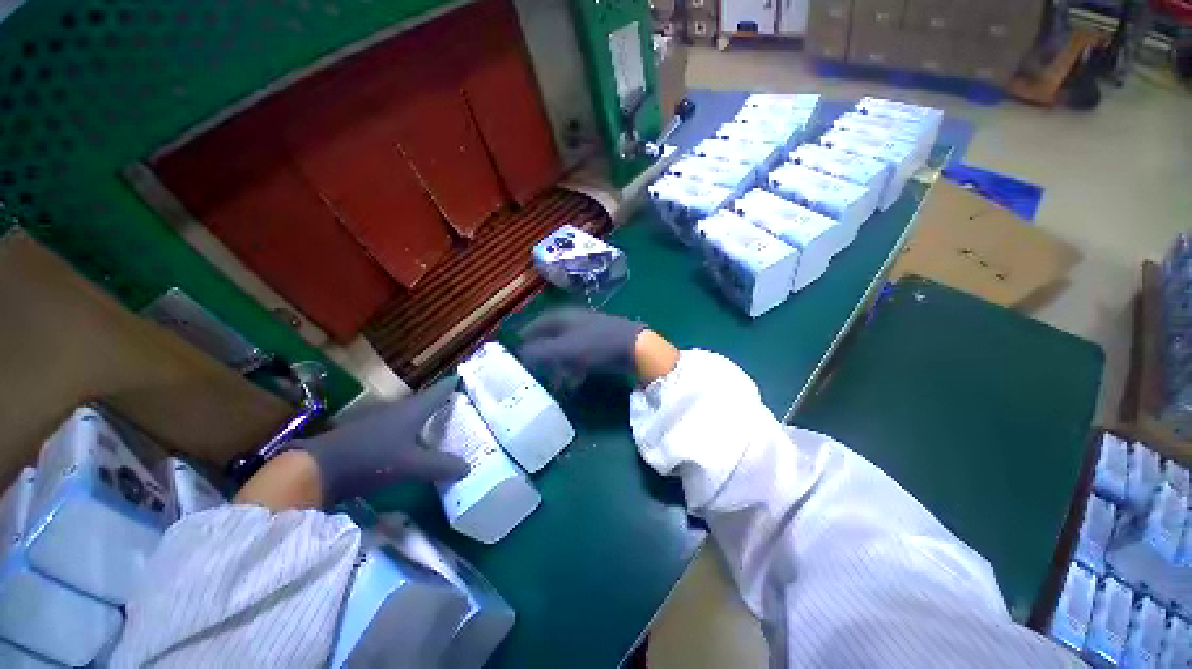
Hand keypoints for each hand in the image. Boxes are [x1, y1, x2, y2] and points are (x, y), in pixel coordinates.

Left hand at [297, 376, 469, 504]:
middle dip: (445, 405)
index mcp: (413, 409)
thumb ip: (440, 466)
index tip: (466, 378)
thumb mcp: (410, 464)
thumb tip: (468, 467)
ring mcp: (382, 422)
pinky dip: (415, 435)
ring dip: (429, 421)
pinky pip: (402, 430)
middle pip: (428, 403)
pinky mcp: (370, 437)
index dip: (453, 384)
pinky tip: (418, 447)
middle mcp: (400, 410)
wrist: (316, 469)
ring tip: (446, 430)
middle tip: (465, 410)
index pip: (439, 391)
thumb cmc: (370, 458)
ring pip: (414, 417)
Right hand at [516, 308, 645, 390]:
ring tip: (552, 381)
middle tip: (532, 369)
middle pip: (552, 337)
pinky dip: (573, 368)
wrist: (636, 348)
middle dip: (542, 354)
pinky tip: (572, 382)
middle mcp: (575, 322)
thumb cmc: (598, 345)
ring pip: (566, 348)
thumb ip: (541, 352)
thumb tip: (520, 353)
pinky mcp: (601, 345)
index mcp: (564, 318)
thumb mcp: (565, 349)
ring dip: (557, 364)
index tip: (516, 350)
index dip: (526, 336)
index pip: (538, 323)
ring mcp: (590, 332)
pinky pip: (580, 356)